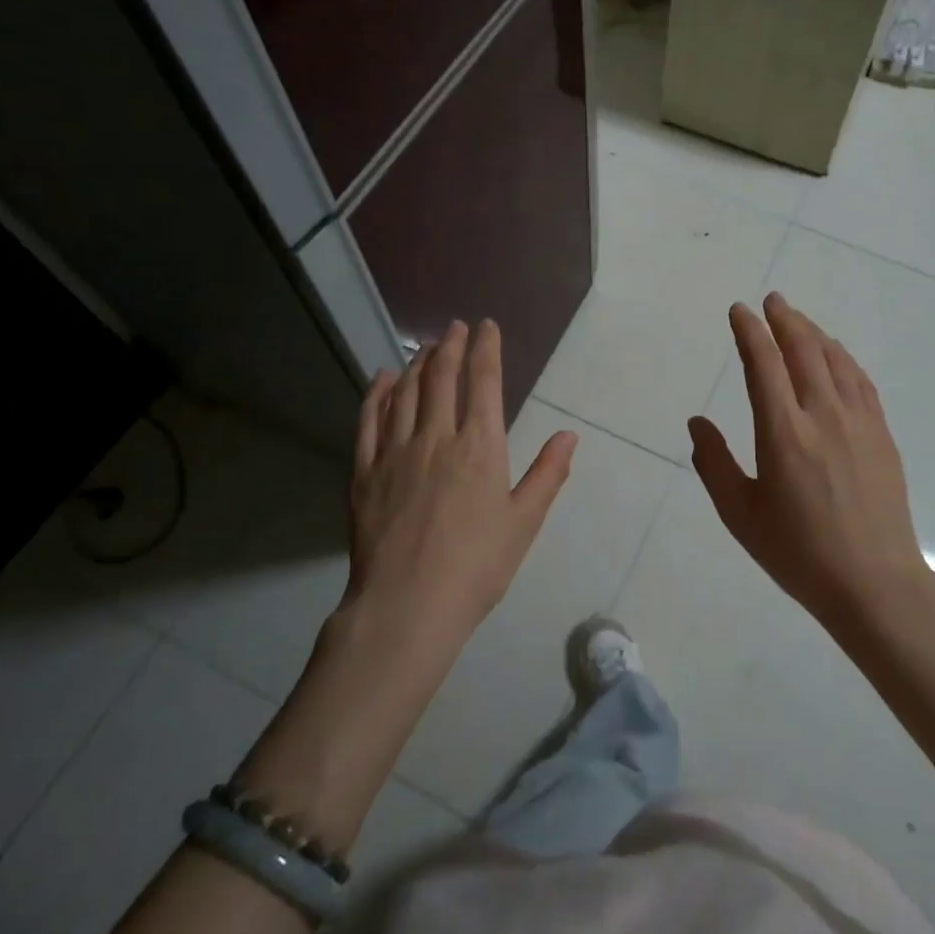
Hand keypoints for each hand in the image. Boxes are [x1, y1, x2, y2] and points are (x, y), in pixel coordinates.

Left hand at [347, 318, 577, 648]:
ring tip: (425, 347)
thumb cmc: (476, 567)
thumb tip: (570, 435)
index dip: (486, 349)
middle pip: (441, 378)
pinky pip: (369, 420)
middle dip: (450, 346)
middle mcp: (436, 438)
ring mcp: (395, 452)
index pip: (483, 383)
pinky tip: (381, 379)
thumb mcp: (523, 523)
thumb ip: (547, 474)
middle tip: (455, 327)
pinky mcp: (364, 472)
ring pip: (405, 392)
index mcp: (480, 447)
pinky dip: (376, 393)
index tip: (487, 326)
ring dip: (416, 363)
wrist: (407, 607)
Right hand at [688, 294, 931, 631]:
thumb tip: (698, 422)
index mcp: (783, 433)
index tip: (739, 311)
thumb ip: (713, 463)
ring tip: (798, 321)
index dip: (750, 332)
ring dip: (814, 333)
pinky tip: (836, 355)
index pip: (763, 364)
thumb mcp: (740, 514)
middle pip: (803, 350)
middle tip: (772, 301)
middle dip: (784, 320)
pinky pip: (860, 381)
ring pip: (835, 360)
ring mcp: (858, 422)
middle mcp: (822, 416)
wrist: (874, 583)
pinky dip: (843, 358)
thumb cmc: (798, 553)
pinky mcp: (881, 435)